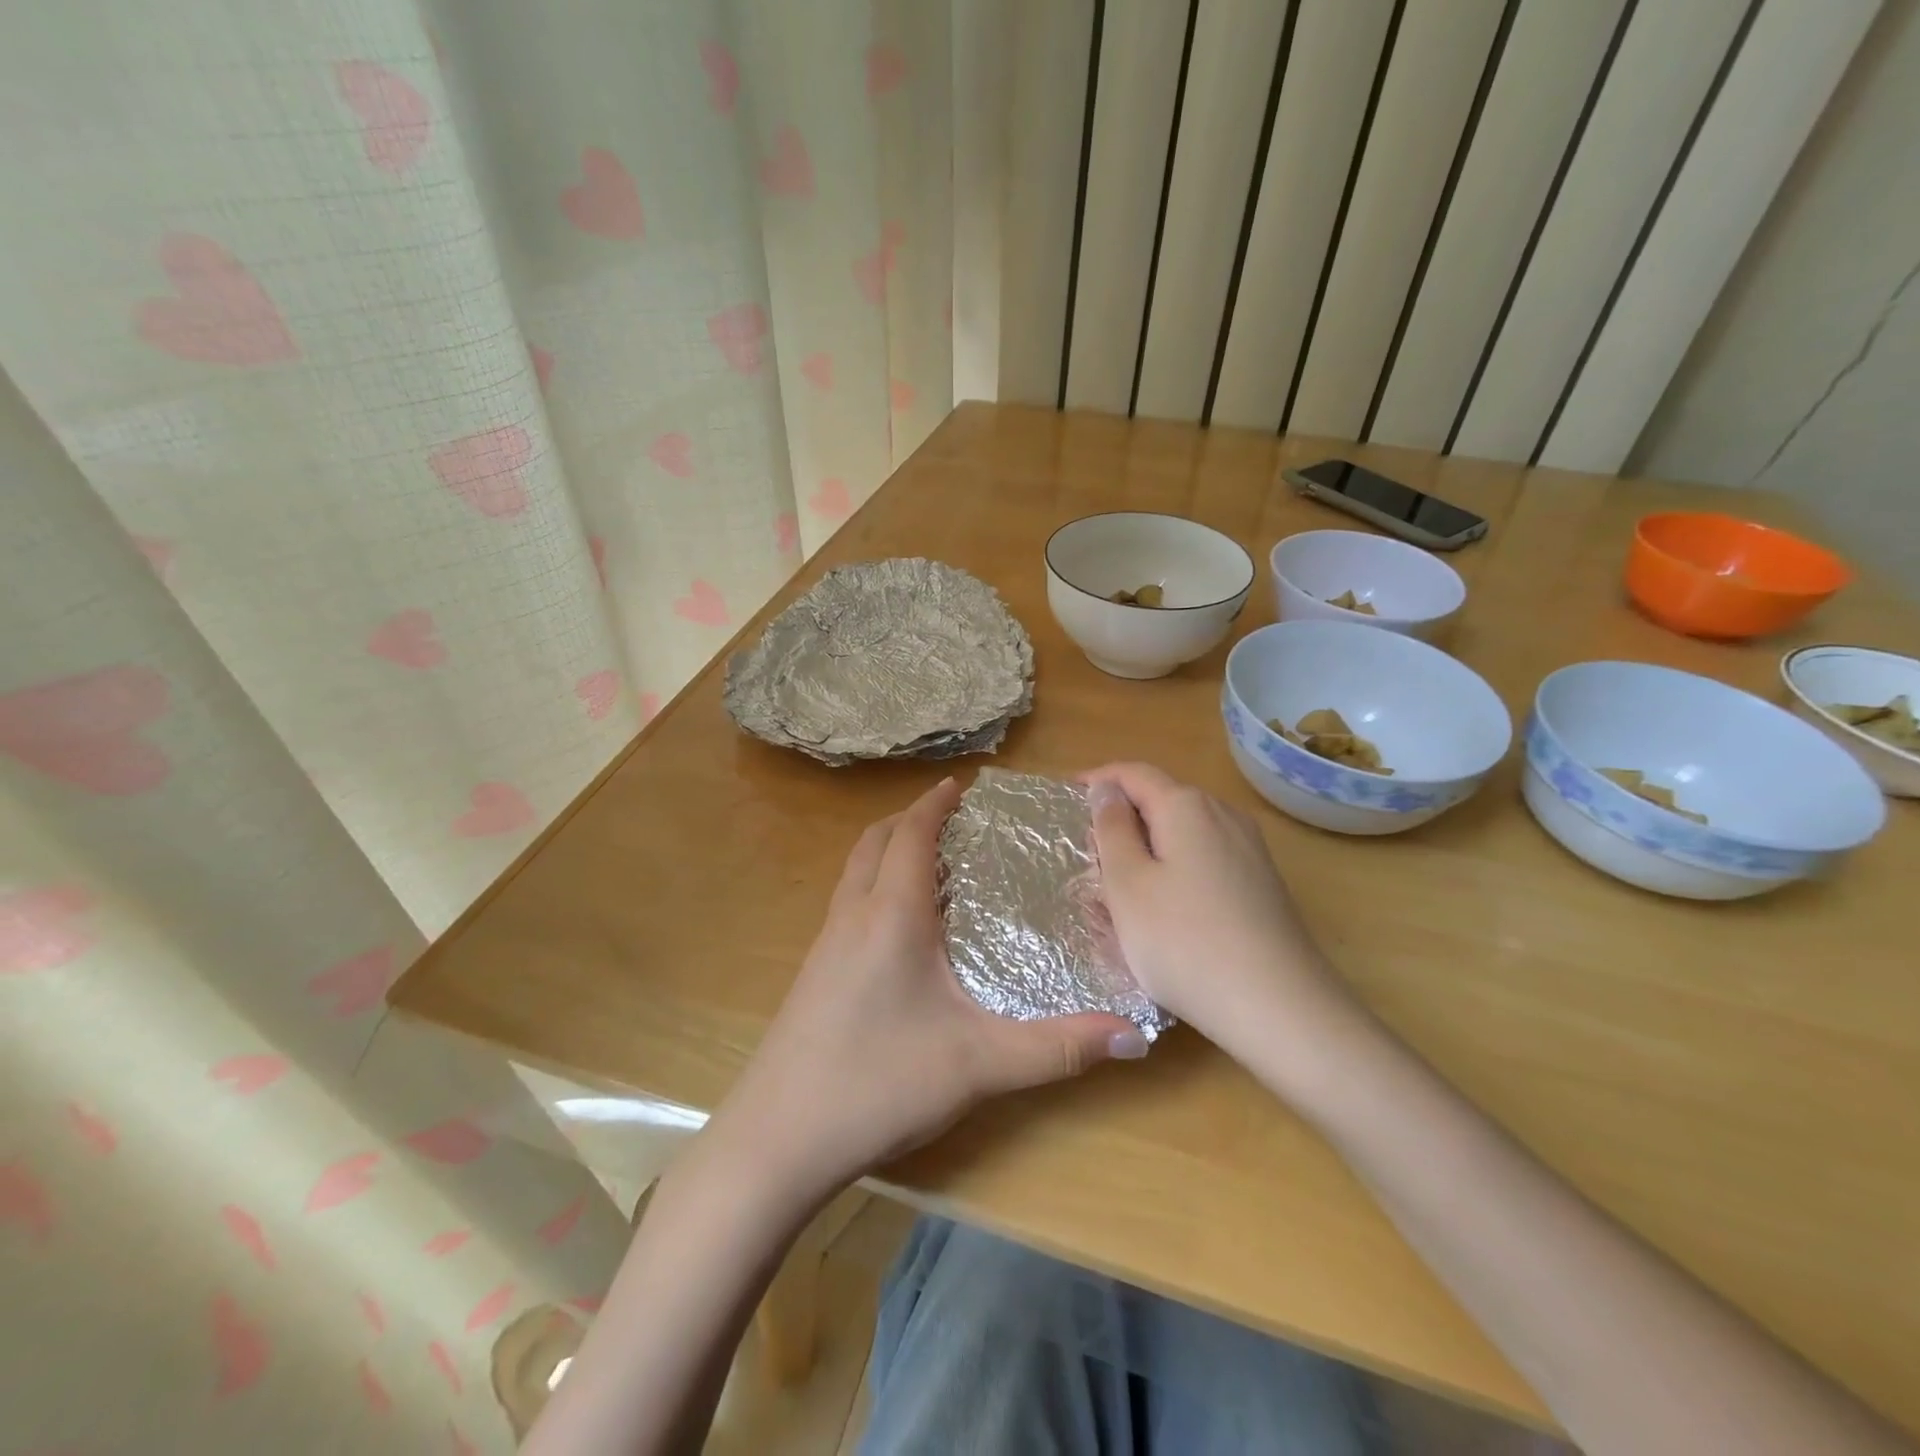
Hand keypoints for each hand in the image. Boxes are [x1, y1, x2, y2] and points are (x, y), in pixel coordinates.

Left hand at [715, 776, 1146, 1196]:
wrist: (775, 1141)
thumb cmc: (877, 1085)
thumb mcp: (978, 1065)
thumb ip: (1057, 1048)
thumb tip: (1133, 1033)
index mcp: (889, 915)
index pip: (911, 834)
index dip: (935, 803)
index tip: (962, 785)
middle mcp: (852, 915)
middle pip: (875, 841)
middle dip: (911, 818)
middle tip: (952, 818)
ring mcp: (824, 944)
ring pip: (855, 870)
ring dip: (888, 849)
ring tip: (930, 860)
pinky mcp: (812, 973)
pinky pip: (847, 902)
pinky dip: (874, 884)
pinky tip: (900, 926)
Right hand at [1084, 763, 1371, 1086]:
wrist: (1279, 1008)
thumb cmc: (1184, 941)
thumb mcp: (1127, 884)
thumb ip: (1111, 828)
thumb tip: (1107, 788)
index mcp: (1186, 805)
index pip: (1133, 772)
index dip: (1096, 781)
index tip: (1064, 800)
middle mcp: (1223, 814)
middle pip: (1160, 800)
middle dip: (1121, 820)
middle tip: (1086, 857)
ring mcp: (1249, 849)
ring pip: (1183, 833)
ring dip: (1147, 848)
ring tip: (1119, 888)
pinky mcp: (1261, 883)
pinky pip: (1205, 860)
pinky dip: (1174, 870)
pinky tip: (1164, 911)